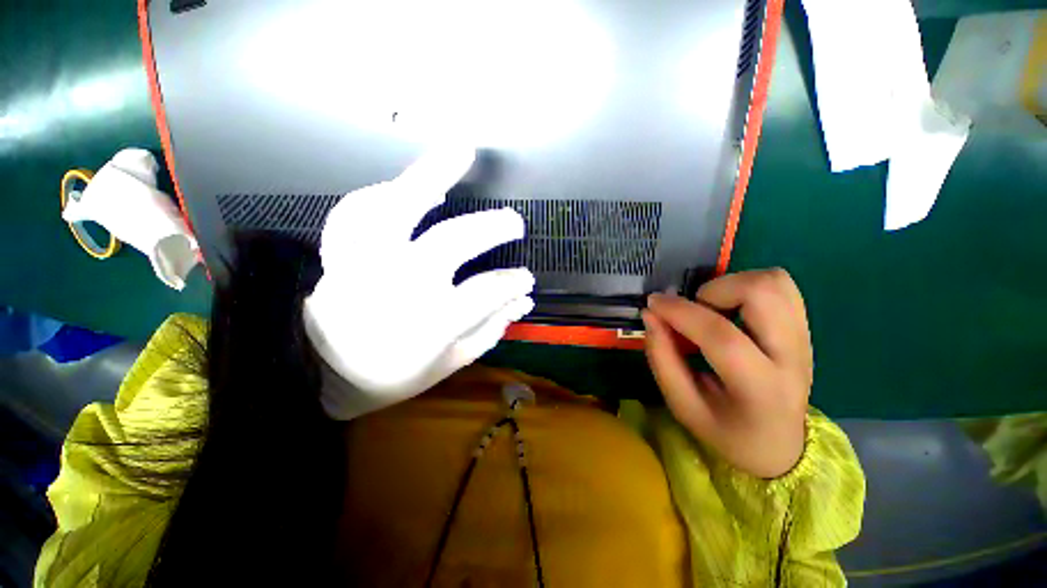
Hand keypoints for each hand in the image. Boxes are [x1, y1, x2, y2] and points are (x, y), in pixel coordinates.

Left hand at [304, 148, 534, 419]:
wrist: (320, 375)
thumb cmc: (392, 374)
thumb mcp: (451, 363)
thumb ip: (489, 330)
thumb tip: (520, 301)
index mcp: (431, 322)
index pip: (486, 291)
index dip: (512, 283)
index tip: (525, 279)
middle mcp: (399, 284)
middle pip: (452, 241)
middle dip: (490, 228)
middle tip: (513, 222)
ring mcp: (365, 262)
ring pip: (397, 206)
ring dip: (431, 173)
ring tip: (461, 151)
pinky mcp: (339, 253)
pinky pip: (355, 211)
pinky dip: (377, 192)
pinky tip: (400, 187)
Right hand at [642, 269, 811, 478]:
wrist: (780, 444)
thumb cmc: (725, 429)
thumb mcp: (683, 405)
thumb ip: (662, 358)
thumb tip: (650, 314)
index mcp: (761, 390)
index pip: (722, 336)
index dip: (681, 312)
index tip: (653, 303)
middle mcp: (793, 358)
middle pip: (762, 293)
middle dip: (714, 290)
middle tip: (694, 311)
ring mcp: (805, 338)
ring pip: (774, 281)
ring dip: (731, 285)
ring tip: (713, 309)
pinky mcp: (804, 327)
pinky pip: (780, 285)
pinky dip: (747, 285)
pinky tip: (731, 308)